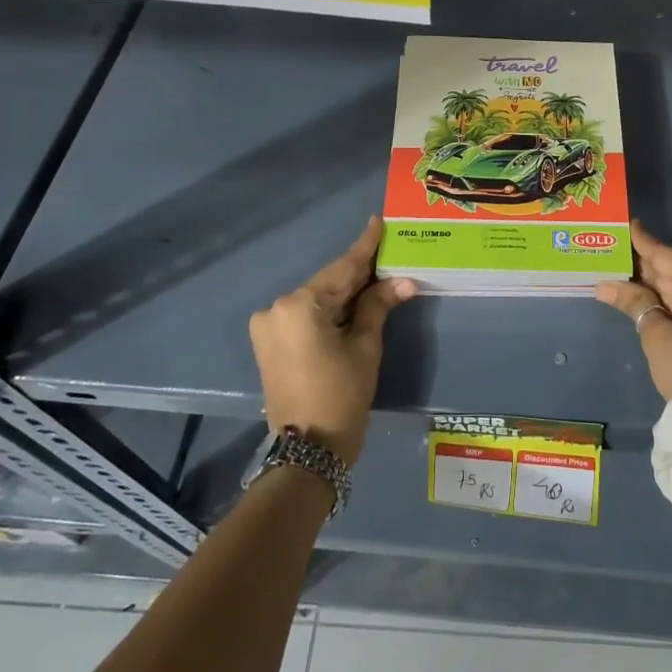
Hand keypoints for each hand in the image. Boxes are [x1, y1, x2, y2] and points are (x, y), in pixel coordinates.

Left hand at [249, 217, 415, 463]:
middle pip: (328, 284)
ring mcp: (268, 326)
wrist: (309, 449)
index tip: (377, 221)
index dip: (364, 247)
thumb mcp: (365, 346)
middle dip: (359, 274)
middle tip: (387, 254)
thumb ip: (378, 306)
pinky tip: (354, 302)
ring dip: (345, 293)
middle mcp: (276, 308)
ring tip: (378, 277)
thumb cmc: (342, 394)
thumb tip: (403, 281)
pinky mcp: (269, 343)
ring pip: (317, 300)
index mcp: (299, 305)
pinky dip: (330, 310)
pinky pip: (305, 316)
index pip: (341, 268)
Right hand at [596, 221, 671, 400]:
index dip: (643, 243)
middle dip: (649, 270)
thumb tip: (605, 285)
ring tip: (627, 277)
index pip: (668, 257)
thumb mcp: (656, 335)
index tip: (627, 226)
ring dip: (661, 287)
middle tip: (618, 258)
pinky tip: (651, 297)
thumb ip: (634, 302)